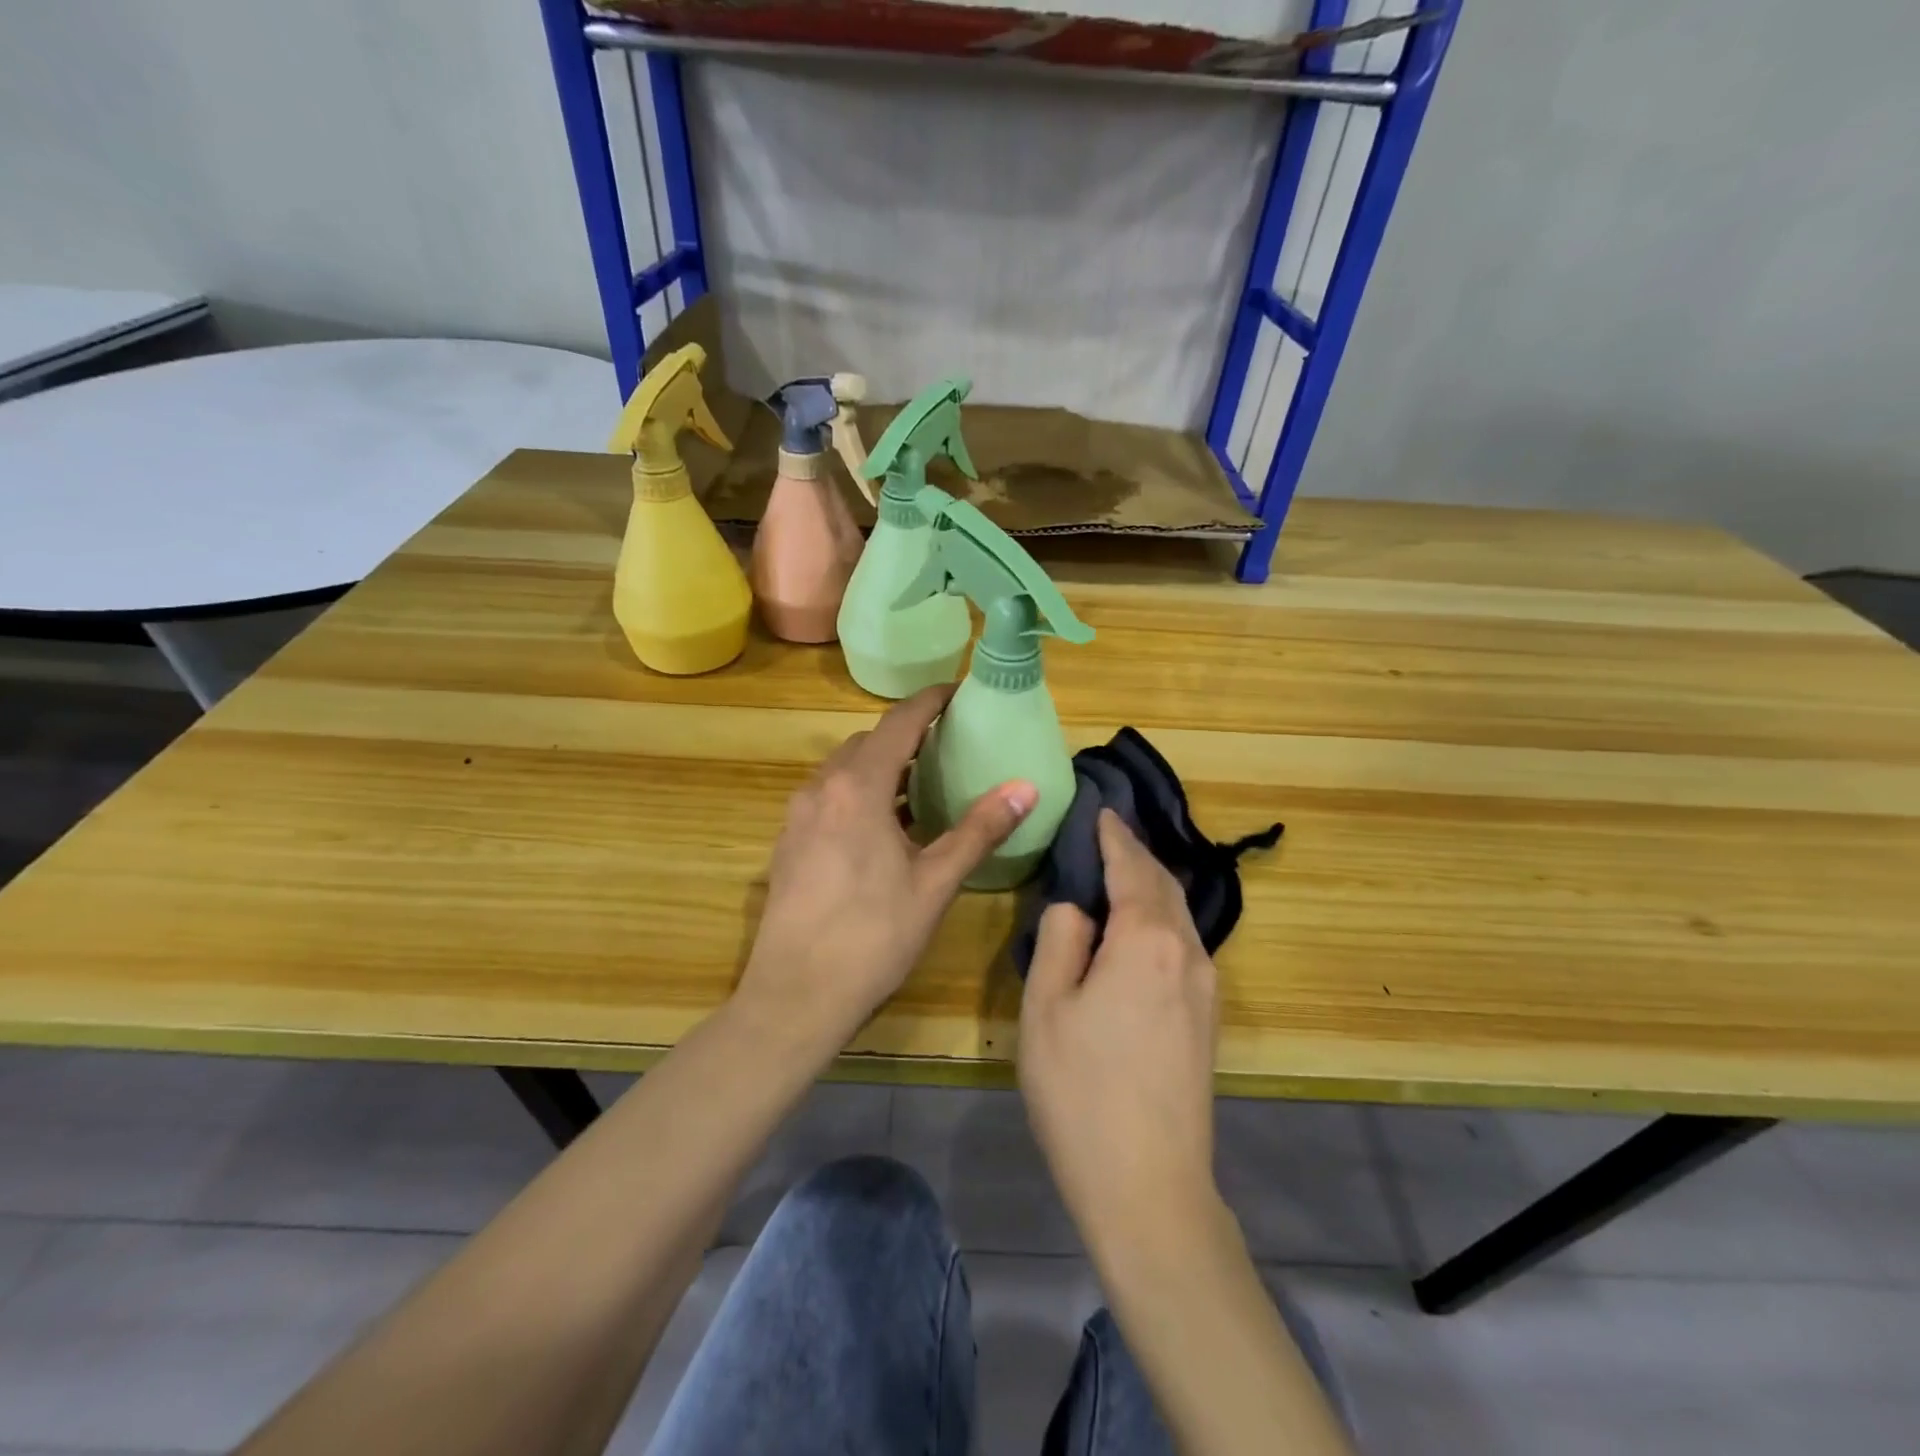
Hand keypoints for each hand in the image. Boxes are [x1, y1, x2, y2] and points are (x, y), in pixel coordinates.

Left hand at [737, 685, 1037, 1052]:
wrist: (795, 997)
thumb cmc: (873, 937)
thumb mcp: (935, 883)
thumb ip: (979, 829)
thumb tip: (1026, 787)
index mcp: (858, 788)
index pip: (899, 723)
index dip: (930, 702)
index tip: (959, 693)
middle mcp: (821, 789)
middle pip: (868, 743)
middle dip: (907, 736)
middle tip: (948, 746)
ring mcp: (797, 816)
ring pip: (844, 771)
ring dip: (880, 766)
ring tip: (921, 785)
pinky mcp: (787, 843)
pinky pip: (828, 797)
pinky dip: (859, 793)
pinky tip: (883, 828)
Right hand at [1018, 811, 1219, 1250]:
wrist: (1149, 1186)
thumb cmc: (1082, 1091)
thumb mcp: (1047, 1006)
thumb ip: (1061, 938)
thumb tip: (1077, 905)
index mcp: (1147, 940)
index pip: (1130, 866)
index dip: (1113, 834)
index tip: (1100, 808)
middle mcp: (1188, 952)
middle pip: (1163, 884)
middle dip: (1135, 853)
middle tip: (1106, 832)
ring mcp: (1206, 986)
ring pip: (1178, 914)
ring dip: (1149, 885)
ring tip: (1118, 871)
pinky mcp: (1208, 1017)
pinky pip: (1184, 944)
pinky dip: (1160, 917)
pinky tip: (1138, 927)